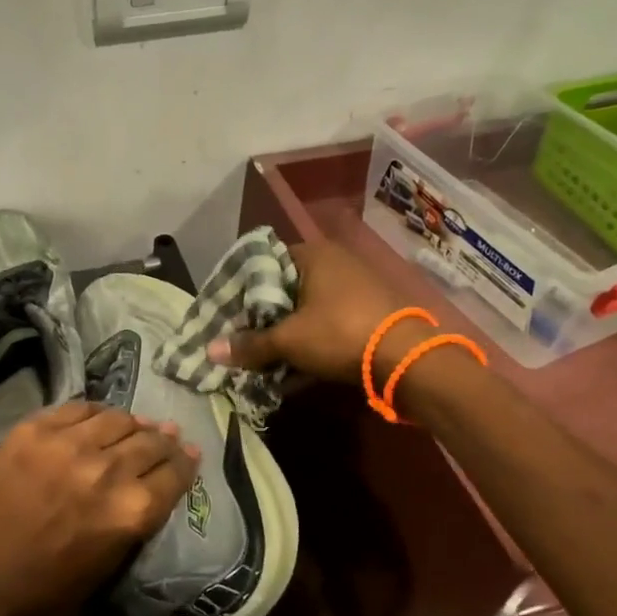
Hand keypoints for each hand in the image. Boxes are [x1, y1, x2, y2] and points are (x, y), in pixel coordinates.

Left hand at [0, 401, 198, 615]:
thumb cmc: (50, 590)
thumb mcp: (113, 560)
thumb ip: (141, 514)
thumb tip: (161, 477)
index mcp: (131, 511)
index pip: (174, 471)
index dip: (185, 461)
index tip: (188, 453)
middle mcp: (107, 470)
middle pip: (150, 441)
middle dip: (163, 440)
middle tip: (166, 437)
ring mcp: (66, 445)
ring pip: (117, 418)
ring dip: (131, 424)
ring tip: (132, 428)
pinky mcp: (33, 432)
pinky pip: (76, 409)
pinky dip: (93, 413)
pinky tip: (95, 420)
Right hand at [206, 240, 429, 385]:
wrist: (407, 358)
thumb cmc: (340, 333)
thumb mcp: (289, 340)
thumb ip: (249, 344)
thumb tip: (210, 351)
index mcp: (313, 254)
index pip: (264, 261)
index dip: (242, 287)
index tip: (228, 312)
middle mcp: (335, 261)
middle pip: (286, 285)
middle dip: (264, 313)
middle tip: (243, 336)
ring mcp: (356, 285)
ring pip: (308, 305)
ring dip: (288, 328)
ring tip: (266, 353)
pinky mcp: (370, 309)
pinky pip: (329, 319)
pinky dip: (311, 336)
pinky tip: (297, 361)